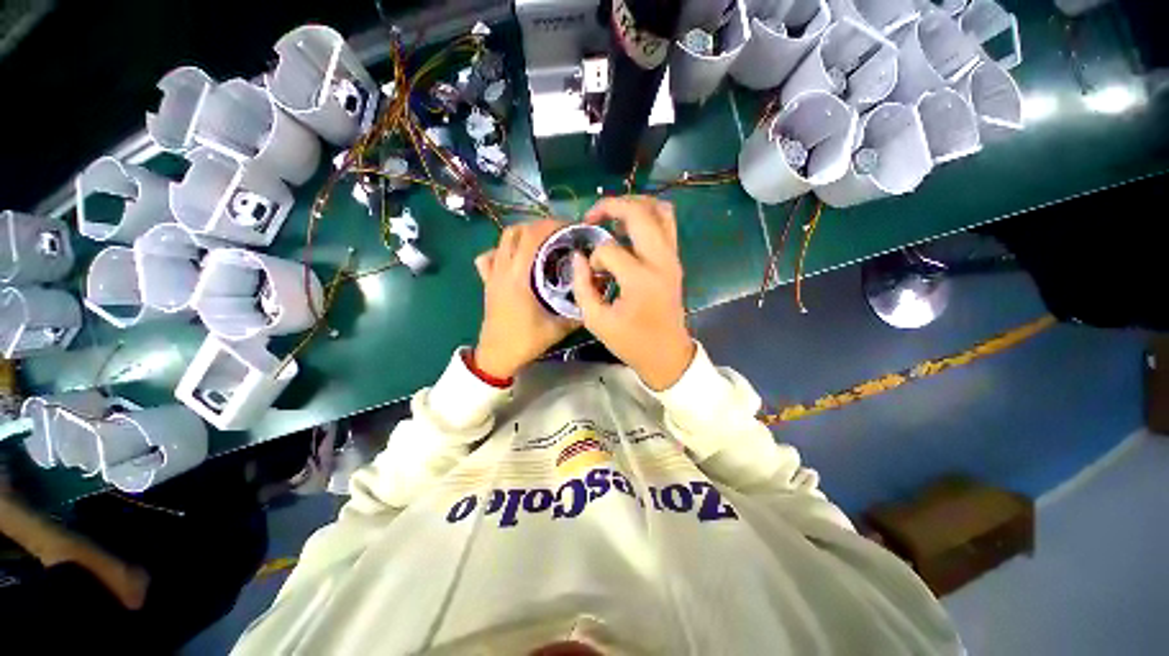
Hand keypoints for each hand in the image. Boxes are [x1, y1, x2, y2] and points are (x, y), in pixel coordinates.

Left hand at [474, 220, 578, 379]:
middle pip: (516, 231)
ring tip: (542, 243)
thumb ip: (578, 309)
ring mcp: (492, 275)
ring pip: (502, 240)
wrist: (497, 356)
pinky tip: (516, 259)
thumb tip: (593, 291)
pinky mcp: (487, 282)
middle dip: (539, 226)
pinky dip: (503, 250)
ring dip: (523, 235)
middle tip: (560, 235)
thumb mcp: (558, 328)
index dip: (552, 225)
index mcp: (519, 277)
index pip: (532, 236)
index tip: (571, 228)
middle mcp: (503, 269)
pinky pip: (489, 256)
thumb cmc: (526, 341)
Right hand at [572, 196, 694, 390]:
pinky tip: (628, 228)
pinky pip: (666, 224)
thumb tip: (578, 257)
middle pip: (639, 213)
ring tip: (611, 215)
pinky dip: (647, 216)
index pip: (609, 250)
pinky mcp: (675, 260)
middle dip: (611, 206)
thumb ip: (582, 286)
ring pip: (660, 210)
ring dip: (633, 205)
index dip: (593, 258)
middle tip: (591, 216)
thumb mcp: (596, 321)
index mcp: (640, 279)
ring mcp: (672, 258)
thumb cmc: (631, 342)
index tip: (591, 274)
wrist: (667, 354)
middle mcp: (660, 261)